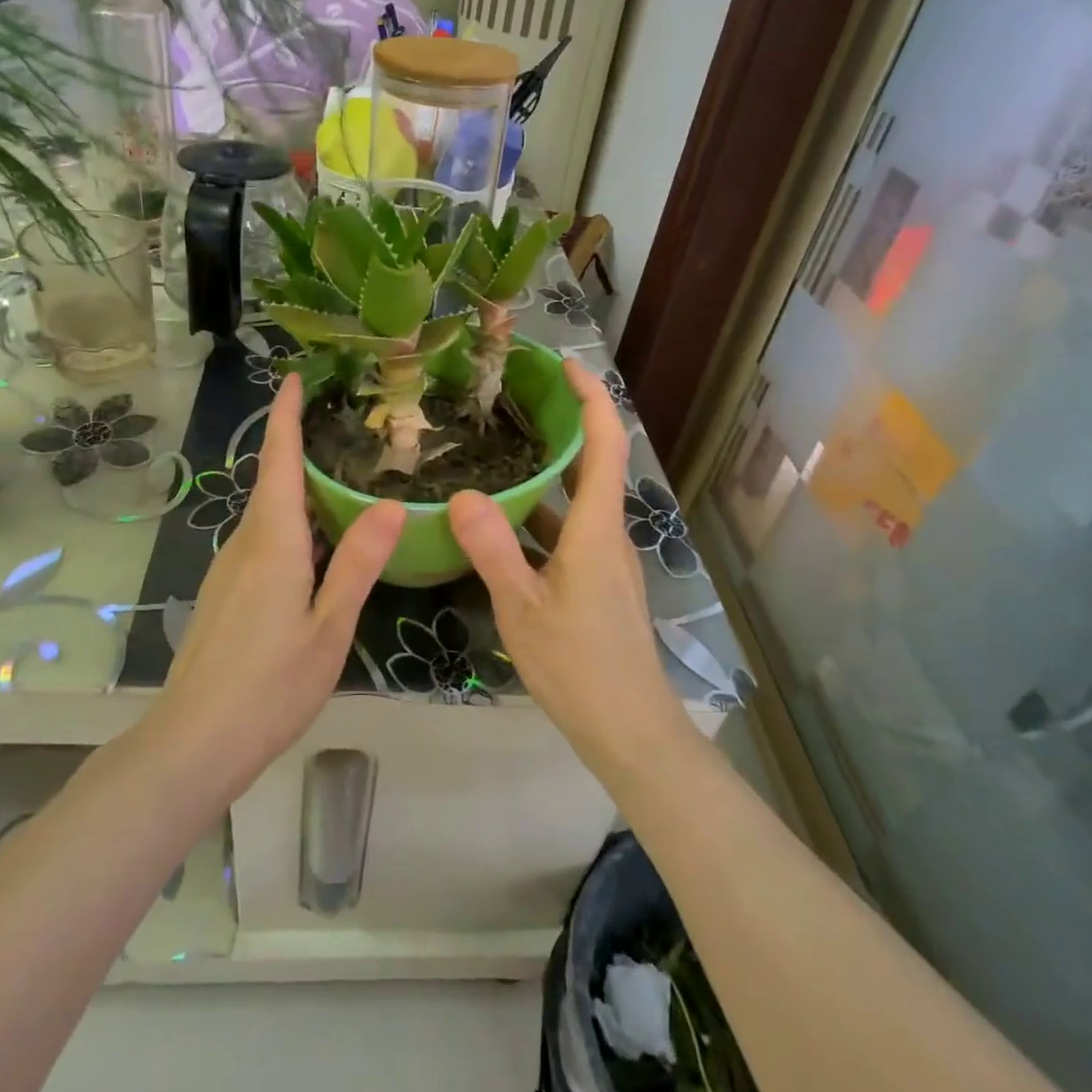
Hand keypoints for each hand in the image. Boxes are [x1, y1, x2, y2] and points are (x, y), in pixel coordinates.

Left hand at [159, 373, 405, 784]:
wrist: (194, 741)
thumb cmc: (270, 684)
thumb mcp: (330, 627)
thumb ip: (358, 563)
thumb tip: (391, 504)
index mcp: (272, 541)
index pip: (278, 460)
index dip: (285, 416)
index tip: (294, 378)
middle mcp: (245, 544)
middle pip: (273, 482)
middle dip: (300, 448)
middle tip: (346, 429)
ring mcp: (229, 570)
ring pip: (268, 515)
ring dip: (297, 489)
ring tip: (341, 480)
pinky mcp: (226, 593)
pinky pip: (263, 541)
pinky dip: (291, 525)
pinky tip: (316, 546)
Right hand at [447, 360, 687, 780]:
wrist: (629, 728)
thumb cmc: (579, 666)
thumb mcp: (523, 608)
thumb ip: (493, 549)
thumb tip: (462, 493)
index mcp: (597, 528)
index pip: (604, 443)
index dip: (591, 396)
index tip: (563, 363)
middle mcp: (607, 533)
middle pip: (594, 461)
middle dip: (564, 422)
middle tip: (517, 397)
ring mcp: (604, 559)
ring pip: (578, 498)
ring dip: (549, 469)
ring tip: (501, 448)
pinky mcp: (596, 581)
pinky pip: (568, 530)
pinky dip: (541, 512)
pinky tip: (503, 521)